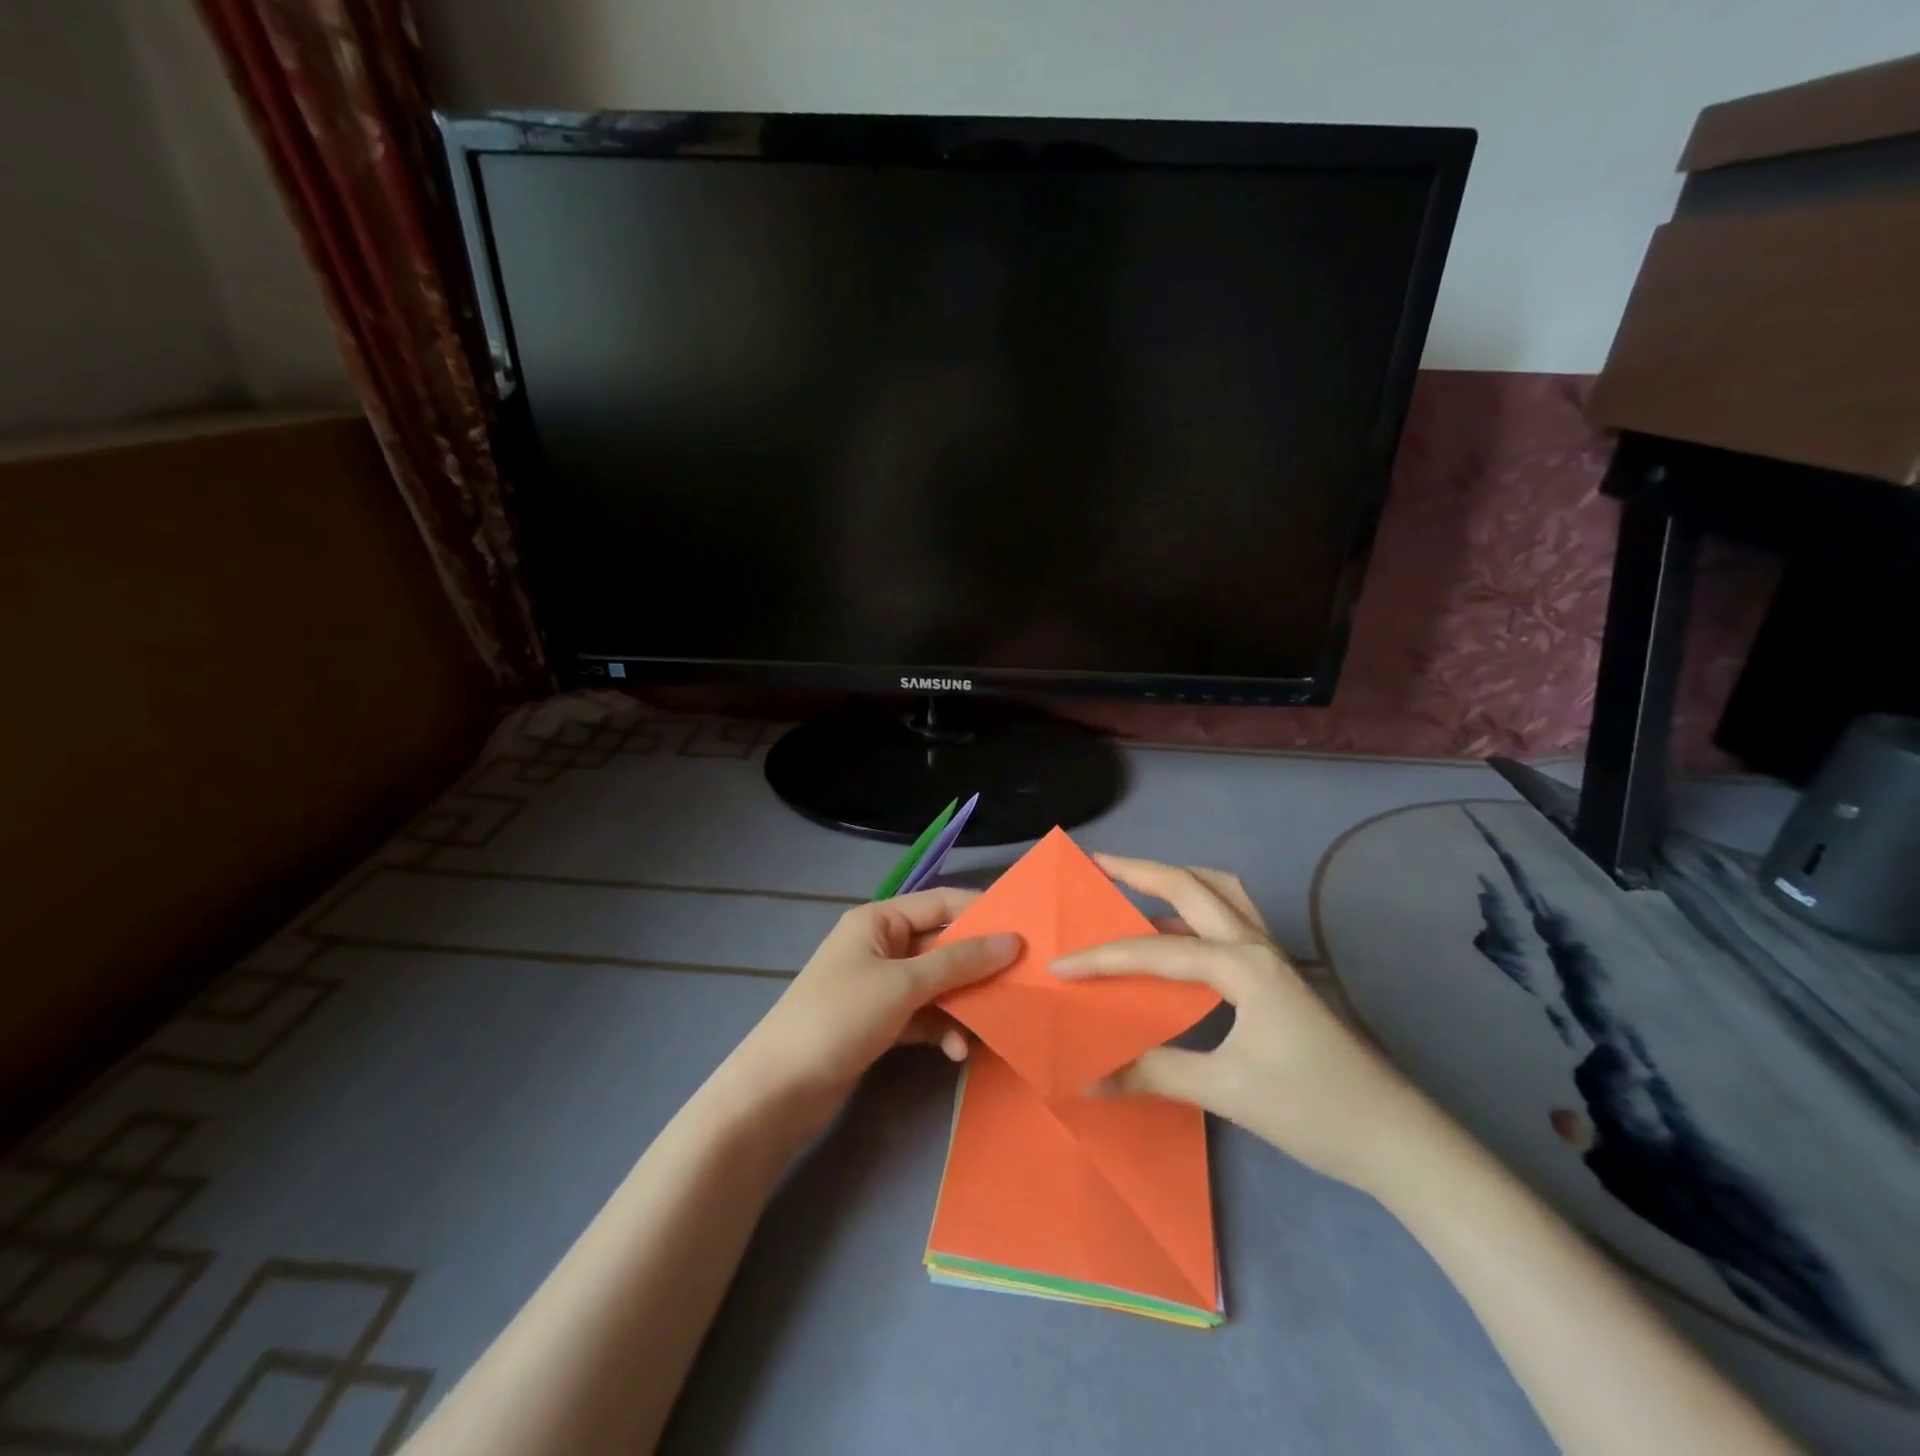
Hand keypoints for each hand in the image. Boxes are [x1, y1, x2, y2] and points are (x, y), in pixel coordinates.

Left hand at [729, 888, 1020, 1129]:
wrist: (778, 1091)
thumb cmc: (840, 1017)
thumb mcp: (904, 984)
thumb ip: (959, 962)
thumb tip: (1012, 940)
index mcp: (879, 921)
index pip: (941, 903)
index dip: (982, 912)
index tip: (1026, 929)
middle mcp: (881, 947)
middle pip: (942, 946)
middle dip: (978, 965)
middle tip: (1023, 982)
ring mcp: (880, 987)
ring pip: (937, 985)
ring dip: (963, 1004)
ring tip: (992, 1025)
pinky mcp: (880, 1024)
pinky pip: (923, 1015)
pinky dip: (941, 1029)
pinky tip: (956, 1052)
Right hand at [1050, 855, 1425, 1192]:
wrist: (1396, 1138)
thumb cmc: (1313, 1110)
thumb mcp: (1227, 1091)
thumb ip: (1154, 1073)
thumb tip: (1089, 1076)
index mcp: (1242, 964)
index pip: (1154, 952)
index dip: (1101, 958)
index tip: (1058, 967)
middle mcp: (1256, 945)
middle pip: (1190, 886)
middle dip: (1139, 870)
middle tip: (1095, 863)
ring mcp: (1271, 956)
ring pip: (1219, 892)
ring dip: (1175, 881)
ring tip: (1134, 885)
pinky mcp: (1278, 975)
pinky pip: (1229, 921)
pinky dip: (1193, 913)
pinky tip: (1173, 941)